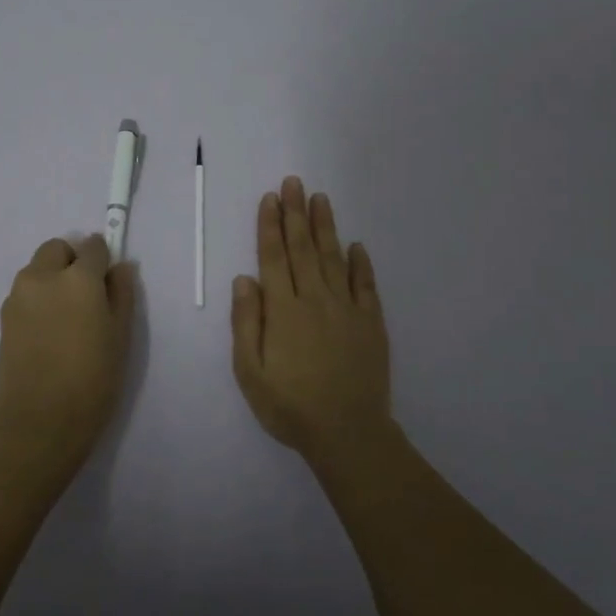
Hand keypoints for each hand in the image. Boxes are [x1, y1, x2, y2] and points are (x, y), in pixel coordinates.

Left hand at [0, 233, 137, 471]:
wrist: (40, 423)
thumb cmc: (92, 381)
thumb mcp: (120, 337)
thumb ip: (121, 294)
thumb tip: (120, 267)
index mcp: (77, 278)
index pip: (92, 246)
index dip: (103, 259)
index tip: (108, 281)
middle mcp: (42, 277)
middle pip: (57, 249)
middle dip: (72, 261)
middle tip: (87, 297)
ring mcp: (17, 297)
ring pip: (37, 270)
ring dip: (52, 279)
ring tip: (66, 319)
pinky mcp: (3, 318)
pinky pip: (24, 294)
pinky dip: (38, 300)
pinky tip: (48, 334)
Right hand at [231, 177, 390, 457]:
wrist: (348, 433)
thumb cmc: (290, 406)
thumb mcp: (250, 371)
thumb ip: (246, 322)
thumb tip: (244, 279)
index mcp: (283, 310)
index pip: (274, 257)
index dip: (270, 226)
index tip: (270, 198)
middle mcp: (315, 299)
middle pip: (303, 248)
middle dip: (296, 213)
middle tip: (295, 182)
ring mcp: (347, 309)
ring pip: (333, 258)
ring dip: (325, 227)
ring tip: (320, 199)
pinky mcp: (371, 323)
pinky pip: (365, 285)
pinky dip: (361, 263)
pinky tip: (356, 246)